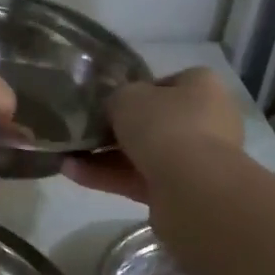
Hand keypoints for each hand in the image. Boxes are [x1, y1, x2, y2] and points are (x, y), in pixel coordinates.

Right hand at [63, 67, 244, 203]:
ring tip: (67, 156)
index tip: (109, 101)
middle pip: (154, 122)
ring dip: (105, 156)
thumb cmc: (163, 125)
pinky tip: (73, 173)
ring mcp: (196, 159)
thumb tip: (114, 108)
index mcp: (202, 87)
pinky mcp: (181, 191)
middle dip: (117, 129)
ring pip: (144, 154)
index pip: (167, 83)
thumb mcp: (127, 97)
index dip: (136, 91)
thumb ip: (117, 98)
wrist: (191, 186)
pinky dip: (108, 177)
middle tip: (85, 130)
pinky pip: (139, 179)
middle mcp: (207, 121)